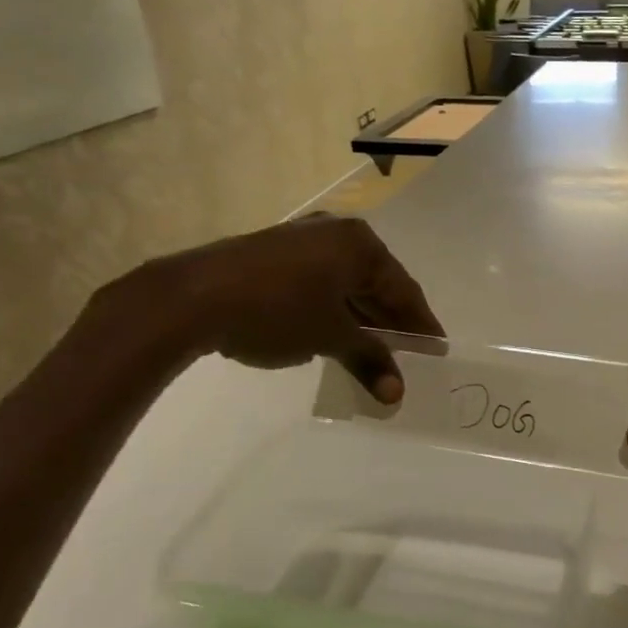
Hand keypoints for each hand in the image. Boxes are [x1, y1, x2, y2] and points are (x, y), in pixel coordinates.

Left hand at [119, 215, 442, 401]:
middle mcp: (336, 233)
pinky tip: (336, 335)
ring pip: (347, 284)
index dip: (421, 324)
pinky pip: (320, 283)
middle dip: (391, 323)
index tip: (437, 350)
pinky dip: (334, 310)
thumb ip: (370, 360)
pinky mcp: (274, 253)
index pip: (404, 289)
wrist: (191, 298)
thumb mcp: (330, 337)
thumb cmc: (276, 310)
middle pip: (377, 284)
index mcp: (360, 244)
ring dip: (362, 319)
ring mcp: (303, 239)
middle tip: (409, 356)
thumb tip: (397, 394)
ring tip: (375, 353)